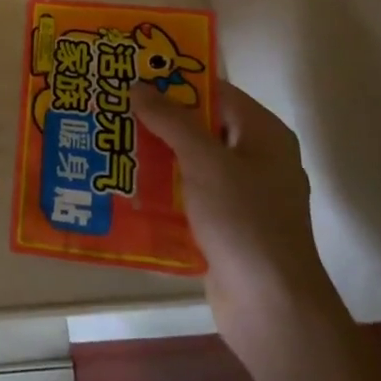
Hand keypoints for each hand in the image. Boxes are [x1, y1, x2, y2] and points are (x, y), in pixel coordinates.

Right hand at [131, 80, 344, 347]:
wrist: (270, 307)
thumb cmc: (244, 221)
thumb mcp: (205, 161)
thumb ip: (171, 120)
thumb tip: (138, 85)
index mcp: (263, 135)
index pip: (216, 92)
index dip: (176, 80)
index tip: (134, 73)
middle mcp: (256, 159)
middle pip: (201, 126)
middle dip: (159, 118)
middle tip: (113, 105)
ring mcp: (241, 196)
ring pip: (191, 162)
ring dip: (155, 154)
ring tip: (109, 140)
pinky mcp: (224, 226)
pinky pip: (188, 195)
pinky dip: (161, 189)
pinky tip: (124, 184)